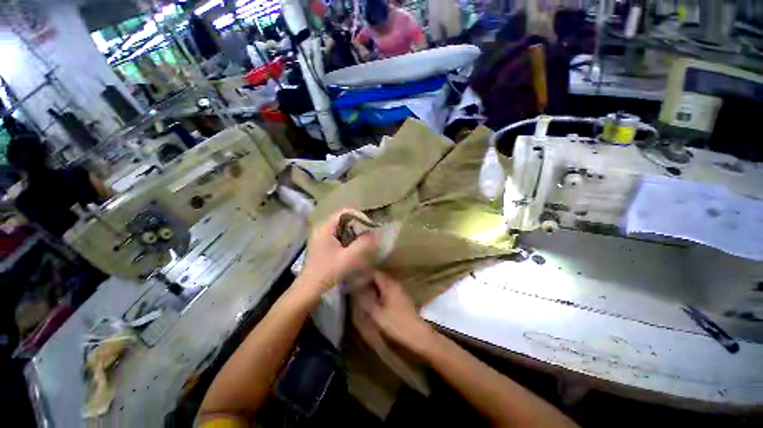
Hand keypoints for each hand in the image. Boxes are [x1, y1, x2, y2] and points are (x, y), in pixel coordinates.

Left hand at [299, 209, 378, 293]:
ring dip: (355, 233)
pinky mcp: (324, 245)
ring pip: (343, 228)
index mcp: (325, 227)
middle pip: (344, 219)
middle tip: (370, 235)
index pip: (345, 212)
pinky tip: (355, 248)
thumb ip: (364, 243)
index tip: (371, 227)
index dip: (360, 217)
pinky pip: (340, 236)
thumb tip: (377, 233)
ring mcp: (322, 237)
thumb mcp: (349, 257)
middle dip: (359, 226)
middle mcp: (322, 228)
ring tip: (365, 241)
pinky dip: (349, 239)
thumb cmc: (327, 272)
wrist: (309, 291)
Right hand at [361, 271, 435, 355]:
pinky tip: (374, 302)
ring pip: (383, 284)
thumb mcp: (376, 313)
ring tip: (362, 295)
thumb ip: (365, 298)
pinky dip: (379, 293)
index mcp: (389, 284)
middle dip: (367, 282)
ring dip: (373, 288)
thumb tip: (356, 288)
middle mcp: (395, 284)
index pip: (374, 272)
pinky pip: (387, 291)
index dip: (363, 275)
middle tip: (356, 289)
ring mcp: (399, 291)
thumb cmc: (396, 324)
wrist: (417, 335)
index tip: (353, 281)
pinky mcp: (401, 299)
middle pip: (379, 277)